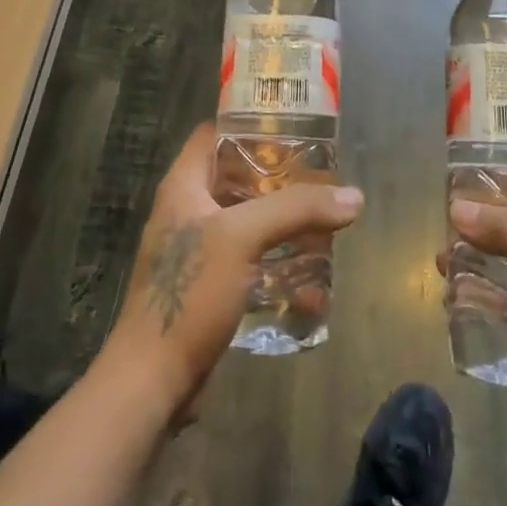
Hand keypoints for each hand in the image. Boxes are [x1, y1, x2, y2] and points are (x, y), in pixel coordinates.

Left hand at [103, 122, 363, 416]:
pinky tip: (312, 276)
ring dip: (282, 221)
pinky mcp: (208, 287)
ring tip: (324, 219)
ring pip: (246, 220)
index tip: (293, 125)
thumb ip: (296, 210)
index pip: (214, 133)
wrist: (153, 382)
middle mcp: (188, 210)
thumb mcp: (242, 238)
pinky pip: (249, 260)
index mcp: (184, 185)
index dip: (250, 123)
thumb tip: (354, 197)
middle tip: (321, 175)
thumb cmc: (190, 293)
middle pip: (237, 176)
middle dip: (278, 176)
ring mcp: (197, 251)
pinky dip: (277, 261)